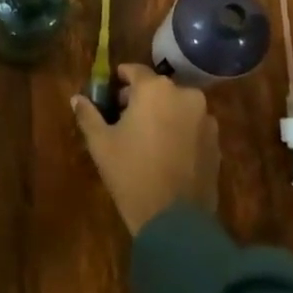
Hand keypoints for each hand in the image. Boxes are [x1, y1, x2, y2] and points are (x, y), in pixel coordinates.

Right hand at [72, 63, 218, 233]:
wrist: (175, 221)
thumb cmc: (131, 173)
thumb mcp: (101, 143)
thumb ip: (88, 115)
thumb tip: (76, 98)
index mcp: (155, 89)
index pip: (134, 71)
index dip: (119, 80)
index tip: (109, 96)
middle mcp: (185, 95)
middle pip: (157, 89)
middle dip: (140, 100)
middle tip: (123, 121)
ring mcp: (206, 119)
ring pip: (177, 107)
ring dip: (162, 115)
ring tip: (146, 141)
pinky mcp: (217, 143)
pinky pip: (192, 127)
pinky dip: (179, 132)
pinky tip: (166, 155)